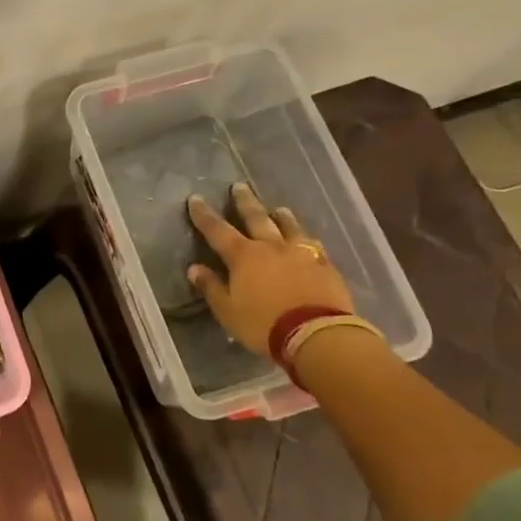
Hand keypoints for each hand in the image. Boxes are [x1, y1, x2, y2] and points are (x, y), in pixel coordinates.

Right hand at [186, 185, 352, 352]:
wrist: (317, 334)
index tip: (195, 199)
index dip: (204, 215)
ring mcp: (301, 254)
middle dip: (244, 202)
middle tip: (239, 186)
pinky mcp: (325, 266)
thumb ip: (211, 287)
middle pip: (256, 218)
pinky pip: (313, 246)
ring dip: (281, 217)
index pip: (218, 230)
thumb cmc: (264, 324)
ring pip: (289, 227)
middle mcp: (271, 247)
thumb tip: (194, 268)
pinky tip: (308, 240)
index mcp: (244, 256)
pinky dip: (306, 239)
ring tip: (278, 209)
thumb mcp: (228, 311)